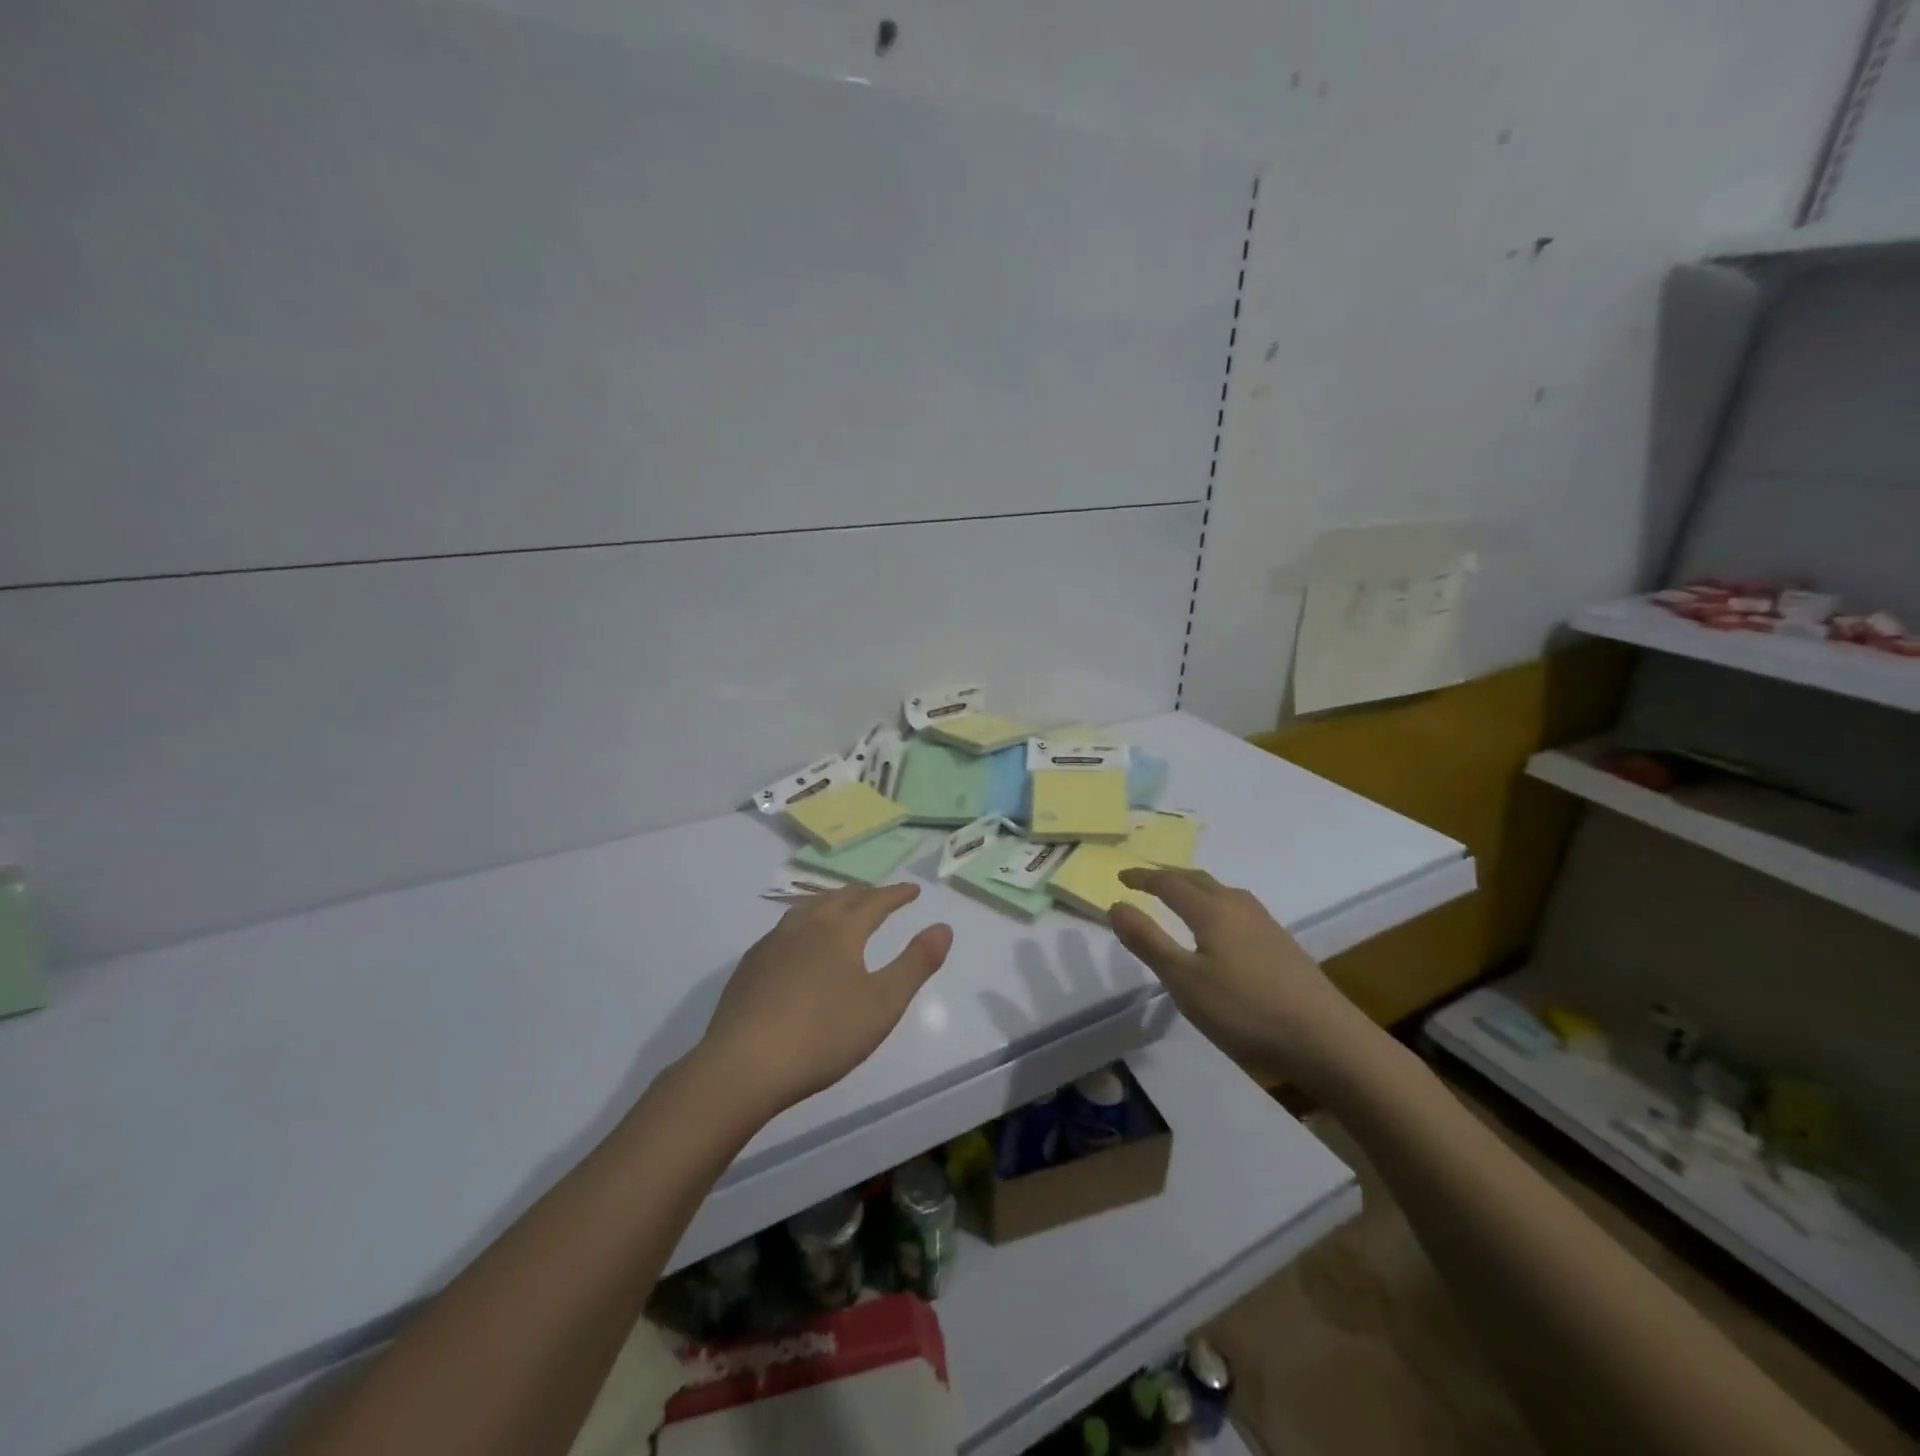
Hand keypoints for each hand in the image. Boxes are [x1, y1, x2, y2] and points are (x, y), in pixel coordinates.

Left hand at [694, 883, 952, 1121]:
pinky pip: (785, 929)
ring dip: (832, 902)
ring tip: (841, 907)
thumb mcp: (883, 1003)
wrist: (743, 1065)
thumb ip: (916, 963)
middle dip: (865, 894)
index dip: (896, 895)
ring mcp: (773, 943)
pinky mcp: (750, 966)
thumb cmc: (823, 1035)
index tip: (913, 890)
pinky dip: (805, 923)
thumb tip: (943, 927)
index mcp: (840, 930)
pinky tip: (799, 944)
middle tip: (881, 895)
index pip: (875, 902)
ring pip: (808, 908)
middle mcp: (805, 926)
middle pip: (840, 898)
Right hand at [1109, 868, 1378, 1092]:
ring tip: (1181, 898)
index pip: (1169, 883)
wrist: (1327, 1040)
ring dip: (1195, 888)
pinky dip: (1216, 905)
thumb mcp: (1184, 981)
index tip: (1121, 878)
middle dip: (1168, 877)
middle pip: (1198, 879)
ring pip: (1222, 892)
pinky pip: (1238, 909)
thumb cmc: (1245, 1010)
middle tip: (1146, 882)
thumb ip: (1148, 941)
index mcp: (1211, 911)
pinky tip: (1223, 929)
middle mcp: (1238, 907)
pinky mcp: (1282, 944)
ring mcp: (1265, 924)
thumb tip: (1116, 904)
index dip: (1142, 878)